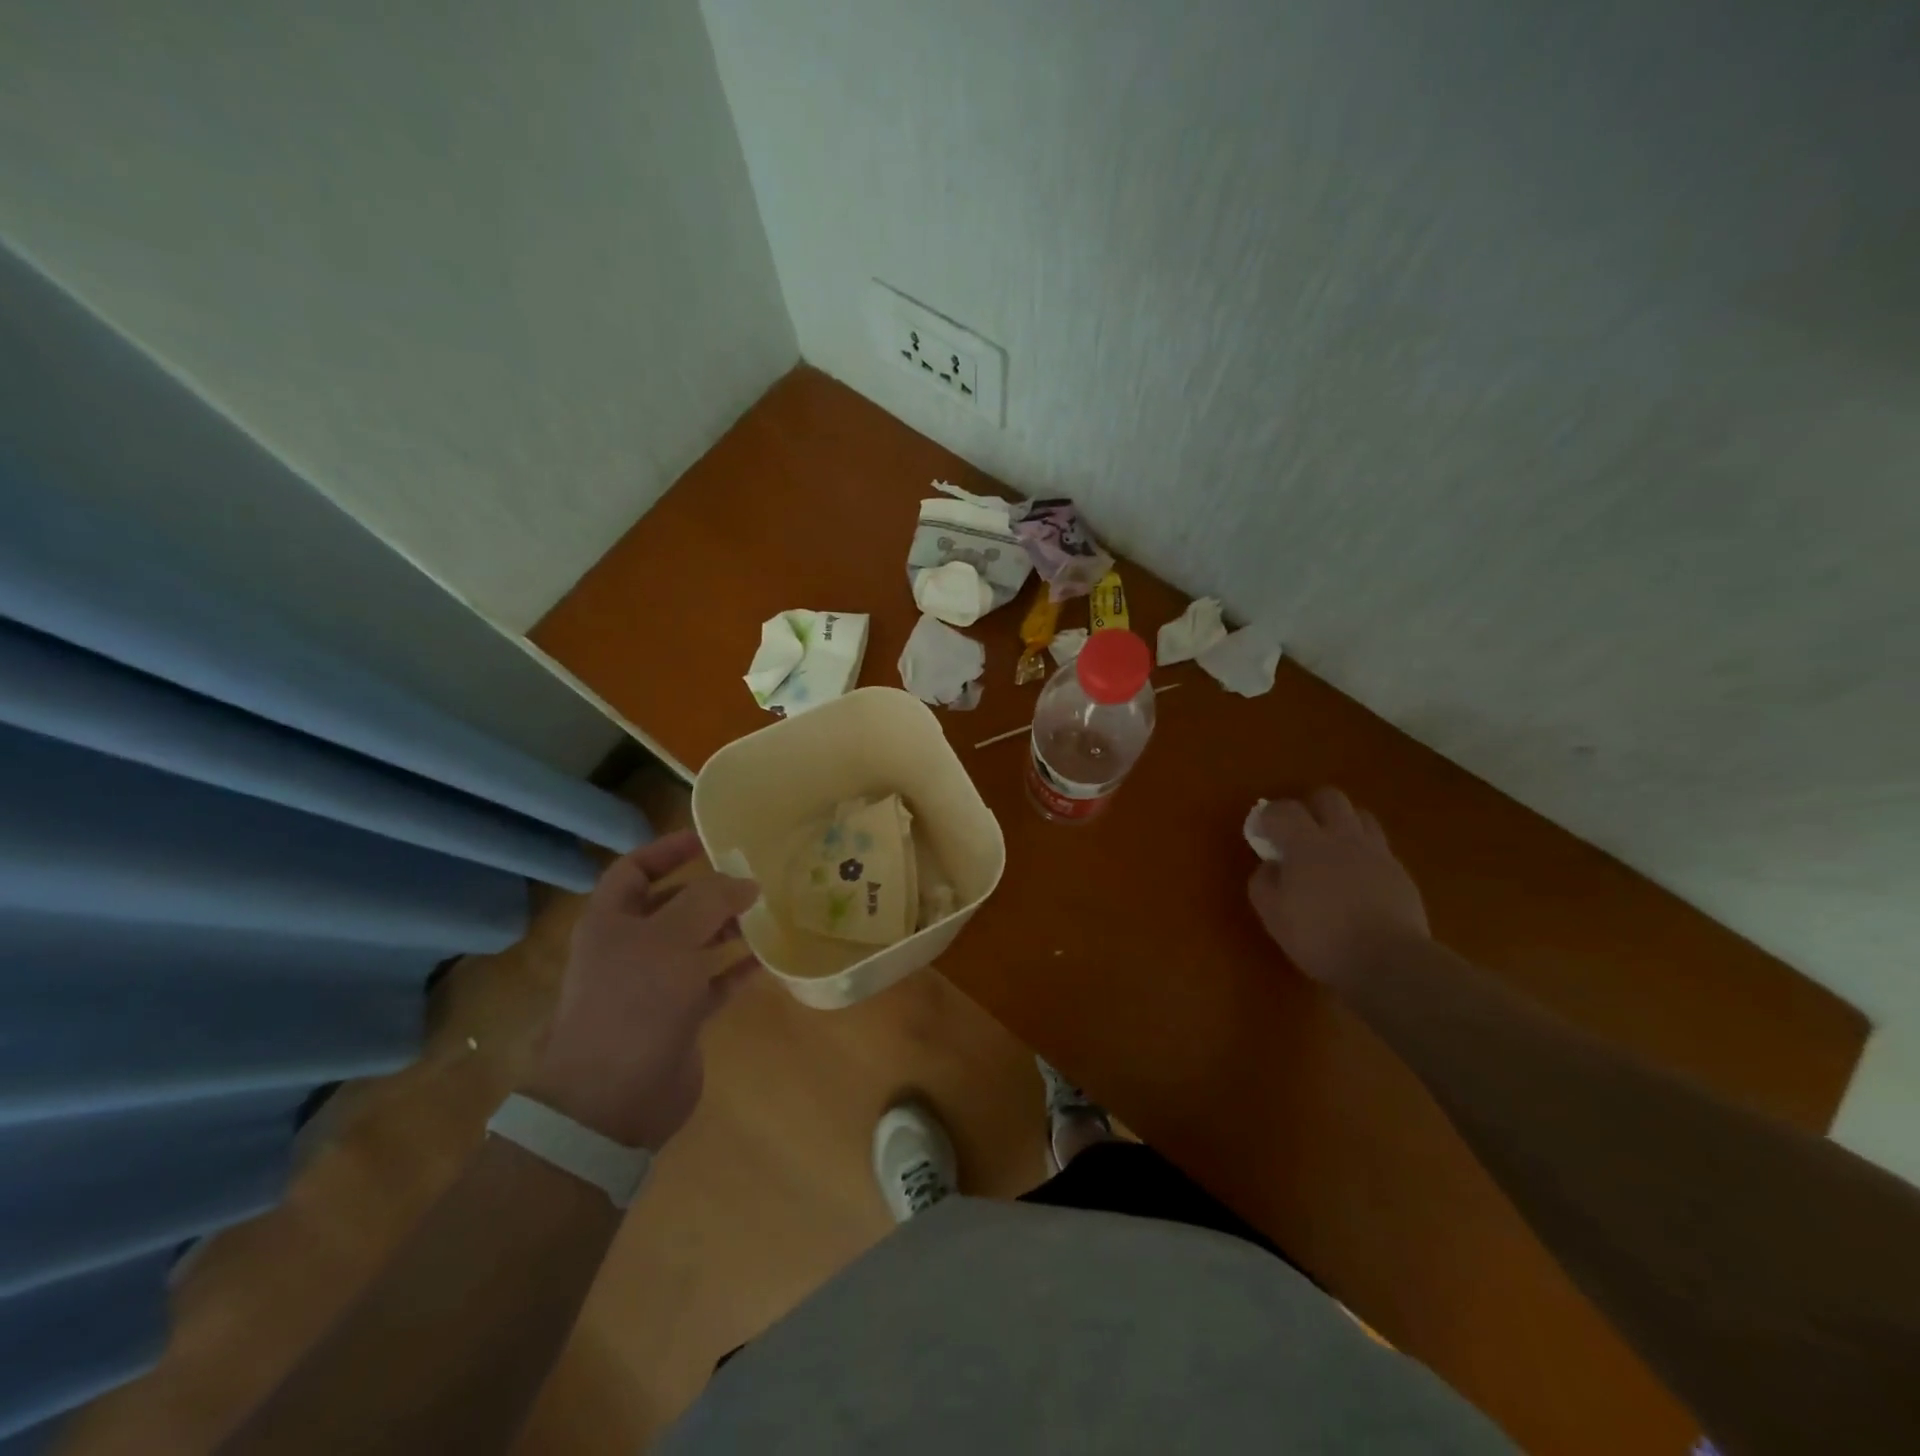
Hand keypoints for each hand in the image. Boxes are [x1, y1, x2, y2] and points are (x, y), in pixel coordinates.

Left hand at [525, 831, 759, 1150]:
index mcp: (611, 921)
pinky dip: (737, 969)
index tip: (708, 839)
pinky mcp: (678, 1016)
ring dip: (727, 927)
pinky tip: (768, 960)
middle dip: (708, 890)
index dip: (667, 849)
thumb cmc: (635, 1003)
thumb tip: (745, 882)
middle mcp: (630, 948)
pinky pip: (713, 981)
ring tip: (766, 913)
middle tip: (751, 877)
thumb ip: (710, 900)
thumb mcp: (672, 938)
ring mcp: (654, 984)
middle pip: (671, 905)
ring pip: (695, 942)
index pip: (635, 869)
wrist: (612, 1099)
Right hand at [1246, 787, 1429, 988]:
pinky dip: (1364, 854)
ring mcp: (1377, 853)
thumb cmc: (1320, 937)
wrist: (1388, 962)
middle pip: (1329, 797)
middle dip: (1311, 807)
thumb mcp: (1273, 915)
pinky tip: (1357, 881)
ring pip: (1361, 816)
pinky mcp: (1400, 873)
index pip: (1283, 810)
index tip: (1260, 832)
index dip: (1267, 816)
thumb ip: (1264, 883)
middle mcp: (1343, 838)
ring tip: (1333, 850)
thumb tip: (1271, 866)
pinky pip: (1379, 848)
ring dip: (1343, 825)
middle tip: (1300, 833)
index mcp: (1306, 844)